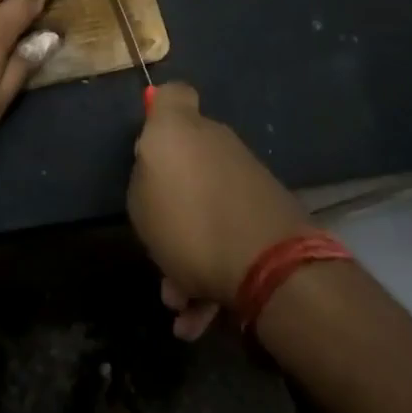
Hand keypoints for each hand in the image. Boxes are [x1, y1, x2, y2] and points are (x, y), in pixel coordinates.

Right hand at [127, 83, 312, 336]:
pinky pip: (228, 234)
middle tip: (155, 244)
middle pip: (186, 161)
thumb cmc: (189, 221)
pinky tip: (197, 317)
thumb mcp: (140, 200)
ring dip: (187, 253)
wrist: (270, 264)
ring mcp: (245, 178)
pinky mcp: (267, 213)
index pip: (173, 95)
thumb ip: (144, 174)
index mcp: (182, 130)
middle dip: (170, 205)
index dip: (159, 110)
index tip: (149, 138)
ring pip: (205, 207)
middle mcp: (216, 144)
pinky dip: (211, 270)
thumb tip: (157, 166)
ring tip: (177, 301)